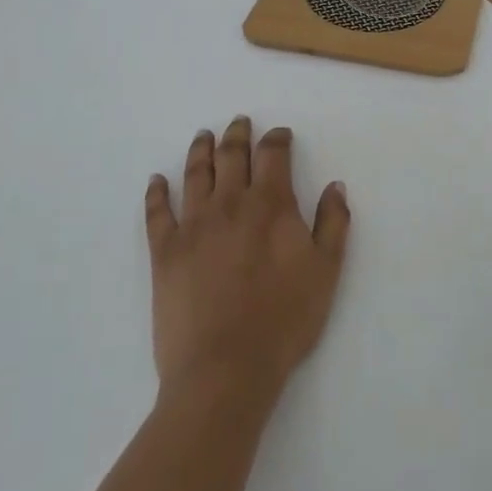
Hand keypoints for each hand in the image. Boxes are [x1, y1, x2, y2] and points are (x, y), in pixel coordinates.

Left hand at [144, 117, 349, 408]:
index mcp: (270, 205)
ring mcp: (193, 224)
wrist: (225, 368)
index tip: (280, 135)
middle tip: (239, 122)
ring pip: (195, 174)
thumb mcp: (326, 272)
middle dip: (238, 135)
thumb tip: (334, 186)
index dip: (277, 139)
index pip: (273, 155)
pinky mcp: (164, 251)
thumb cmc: (284, 320)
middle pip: (231, 155)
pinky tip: (157, 180)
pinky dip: (156, 192)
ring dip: (201, 150)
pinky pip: (158, 212)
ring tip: (203, 136)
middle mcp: (230, 203)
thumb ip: (333, 224)